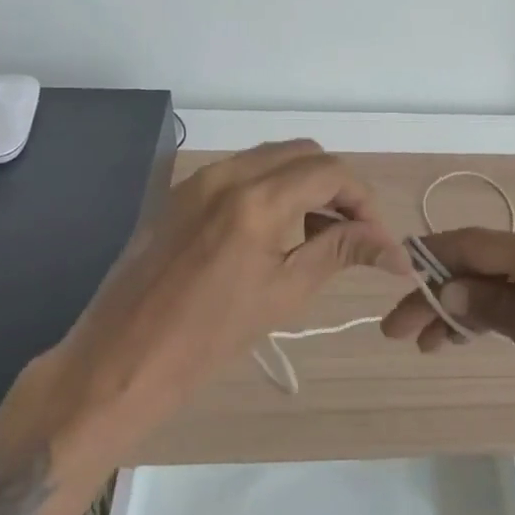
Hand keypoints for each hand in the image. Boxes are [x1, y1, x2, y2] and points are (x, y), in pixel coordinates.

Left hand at [41, 140, 411, 444]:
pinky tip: (276, 230)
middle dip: (336, 185)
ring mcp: (199, 180)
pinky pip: (240, 172)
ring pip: (271, 158)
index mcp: (257, 200)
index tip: (376, 238)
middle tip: (352, 231)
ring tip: (319, 232)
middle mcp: (228, 174)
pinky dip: (270, 187)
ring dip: (304, 183)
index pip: (330, 173)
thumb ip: (339, 252)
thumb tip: (395, 250)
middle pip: (303, 154)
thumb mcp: (284, 293)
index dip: (363, 199)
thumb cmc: (207, 338)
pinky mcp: (181, 193)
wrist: (120, 360)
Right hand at [380, 224, 514, 426]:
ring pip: (505, 275)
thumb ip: (497, 310)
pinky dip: (500, 305)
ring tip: (430, 342)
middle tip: (401, 330)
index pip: (474, 245)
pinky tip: (474, 329)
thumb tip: (447, 289)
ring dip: (468, 303)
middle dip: (441, 293)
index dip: (429, 261)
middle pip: (485, 261)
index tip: (395, 283)